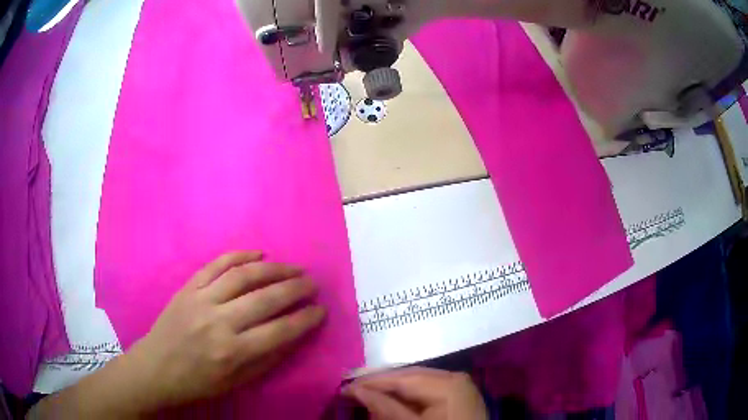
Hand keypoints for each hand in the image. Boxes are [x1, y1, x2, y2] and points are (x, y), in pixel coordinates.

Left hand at [127, 251, 325, 408]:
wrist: (157, 368)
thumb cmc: (199, 382)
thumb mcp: (237, 382)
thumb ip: (267, 359)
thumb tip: (294, 336)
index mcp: (233, 352)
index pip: (280, 331)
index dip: (306, 319)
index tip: (321, 310)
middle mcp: (219, 322)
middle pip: (266, 298)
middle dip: (296, 288)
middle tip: (313, 283)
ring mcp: (201, 300)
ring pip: (243, 276)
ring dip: (274, 269)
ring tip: (293, 268)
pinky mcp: (188, 287)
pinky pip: (216, 264)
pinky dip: (239, 255)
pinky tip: (258, 253)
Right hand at [344, 367, 487, 419]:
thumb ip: (385, 408)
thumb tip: (356, 390)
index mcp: (447, 384)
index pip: (401, 378)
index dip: (371, 382)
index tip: (344, 387)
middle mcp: (455, 377)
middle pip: (410, 376)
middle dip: (380, 383)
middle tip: (352, 388)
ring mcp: (460, 386)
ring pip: (418, 381)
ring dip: (392, 388)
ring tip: (367, 392)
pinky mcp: (460, 395)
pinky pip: (429, 389)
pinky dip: (409, 395)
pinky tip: (393, 399)